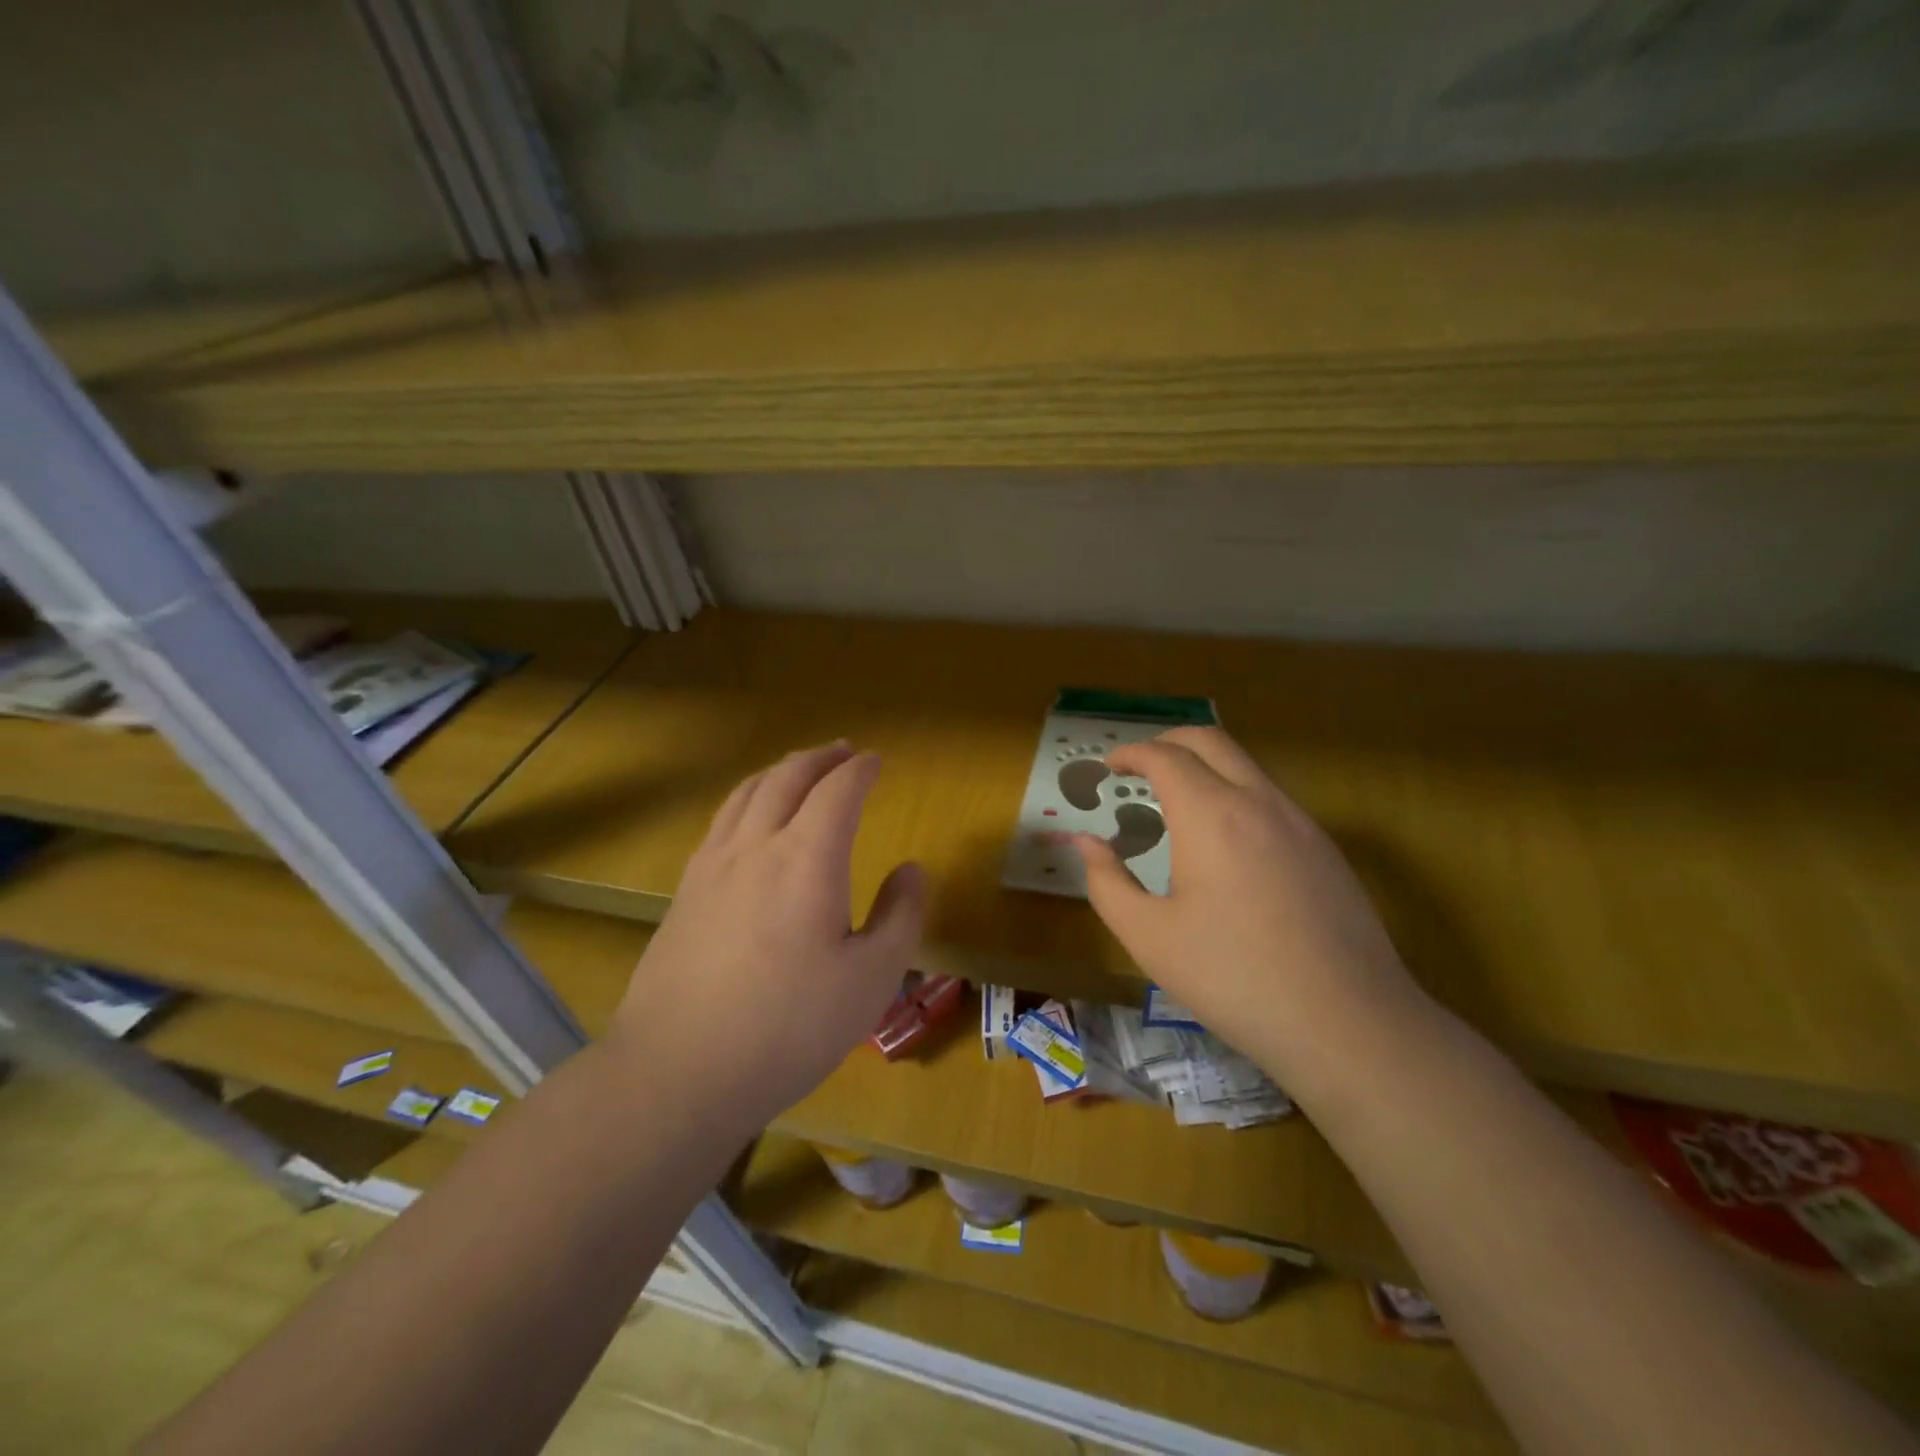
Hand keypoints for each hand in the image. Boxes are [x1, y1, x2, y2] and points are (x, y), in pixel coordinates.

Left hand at [614, 743, 923, 1128]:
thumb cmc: (789, 1027)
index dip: (860, 769)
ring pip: (747, 792)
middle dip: (819, 758)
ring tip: (799, 770)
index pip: (838, 791)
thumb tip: (910, 870)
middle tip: (842, 751)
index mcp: (807, 858)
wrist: (679, 1071)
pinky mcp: (685, 891)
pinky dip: (747, 799)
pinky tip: (749, 819)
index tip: (876, 760)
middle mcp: (756, 846)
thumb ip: (900, 916)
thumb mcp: (871, 980)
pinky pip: (721, 821)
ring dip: (780, 771)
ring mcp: (712, 865)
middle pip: (787, 777)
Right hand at [1074, 727, 1426, 1088]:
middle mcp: (1259, 802)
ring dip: (1206, 767)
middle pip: (1211, 740)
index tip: (1110, 767)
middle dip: (1168, 742)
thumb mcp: (1149, 937)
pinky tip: (1226, 844)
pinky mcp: (1325, 849)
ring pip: (1246, 766)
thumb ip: (1107, 882)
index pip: (1165, 756)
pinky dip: (1236, 795)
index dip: (1132, 753)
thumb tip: (1086, 843)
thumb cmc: (1233, 978)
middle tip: (1140, 767)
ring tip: (1177, 804)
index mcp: (1211, 815)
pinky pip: (1271, 798)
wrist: (1348, 1024)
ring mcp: (1301, 823)